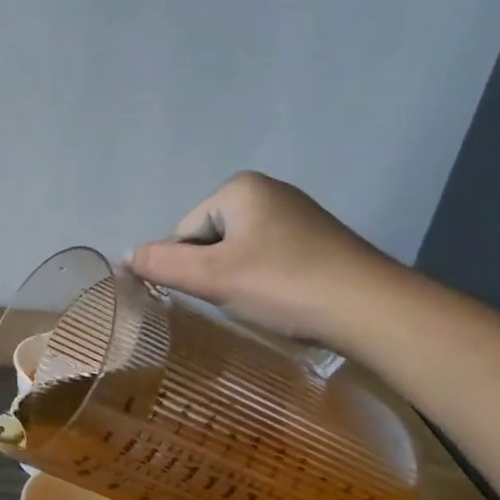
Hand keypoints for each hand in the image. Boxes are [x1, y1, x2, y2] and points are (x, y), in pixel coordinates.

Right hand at [127, 171, 394, 342]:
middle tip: (234, 300)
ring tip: (259, 304)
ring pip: (239, 252)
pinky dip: (266, 281)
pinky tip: (282, 301)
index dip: (186, 267)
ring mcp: (298, 215)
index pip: (183, 231)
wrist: (375, 311)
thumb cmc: (284, 284)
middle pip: (210, 239)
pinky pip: (270, 258)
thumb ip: (160, 263)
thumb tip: (124, 257)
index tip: (210, 293)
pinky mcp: (320, 241)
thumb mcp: (211, 276)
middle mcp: (268, 191)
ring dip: (238, 279)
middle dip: (213, 271)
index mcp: (239, 188)